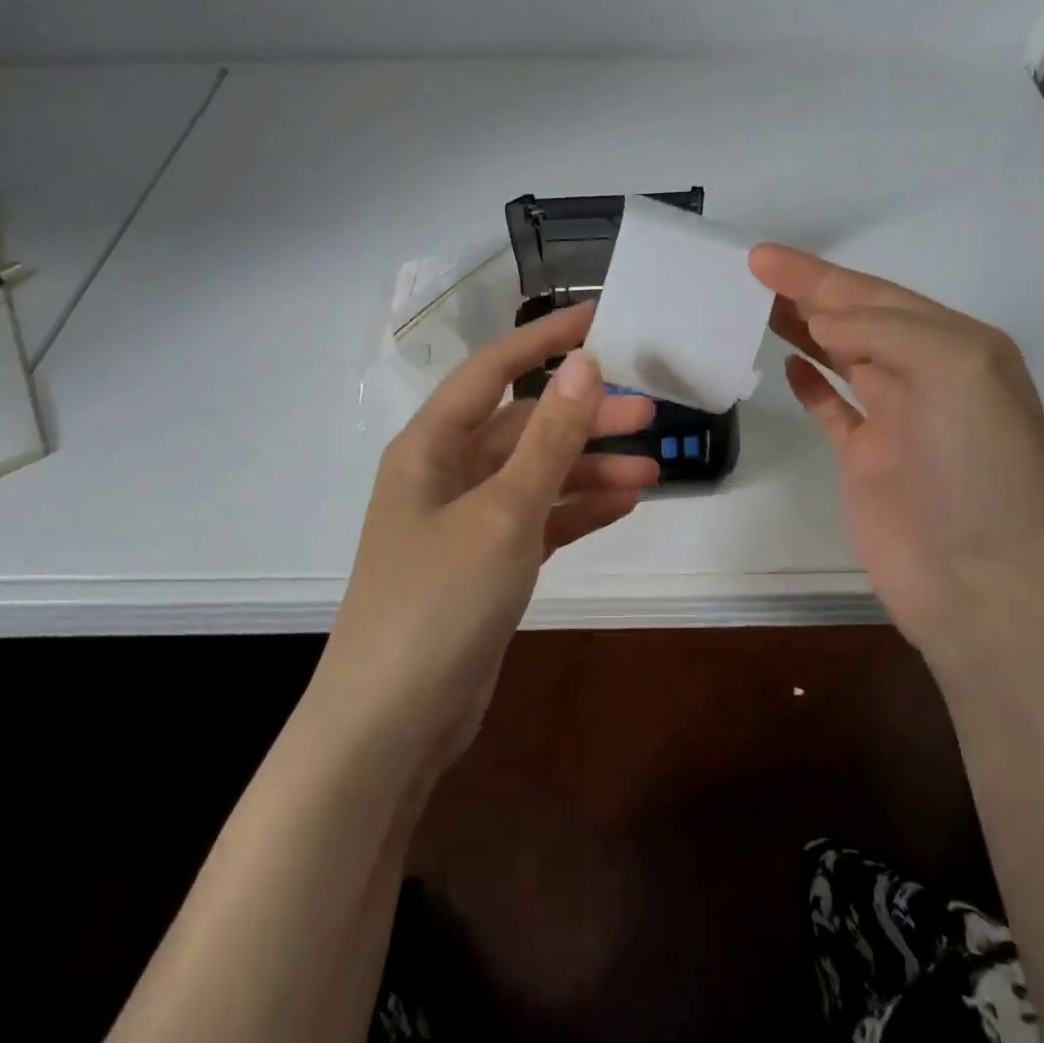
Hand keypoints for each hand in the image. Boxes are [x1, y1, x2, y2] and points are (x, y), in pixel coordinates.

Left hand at [314, 301, 657, 770]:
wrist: (392, 724)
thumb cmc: (438, 601)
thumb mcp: (503, 512)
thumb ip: (549, 438)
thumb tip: (587, 364)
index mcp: (431, 446)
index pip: (494, 369)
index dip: (546, 339)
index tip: (603, 318)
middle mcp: (447, 475)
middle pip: (525, 426)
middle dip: (585, 418)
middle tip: (651, 412)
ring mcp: (468, 523)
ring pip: (538, 476)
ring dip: (590, 470)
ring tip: (651, 471)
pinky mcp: (488, 565)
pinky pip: (541, 521)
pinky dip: (578, 512)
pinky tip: (623, 506)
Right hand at [750, 244, 1043, 661]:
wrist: (980, 581)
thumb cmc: (975, 470)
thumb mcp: (955, 371)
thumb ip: (888, 331)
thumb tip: (825, 322)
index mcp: (957, 347)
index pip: (877, 296)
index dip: (818, 275)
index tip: (762, 258)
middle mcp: (928, 376)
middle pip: (857, 320)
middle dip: (808, 293)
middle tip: (754, 271)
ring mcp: (896, 420)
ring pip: (842, 357)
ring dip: (805, 329)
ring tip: (760, 306)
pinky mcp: (867, 460)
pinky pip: (835, 409)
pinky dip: (812, 385)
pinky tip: (788, 365)